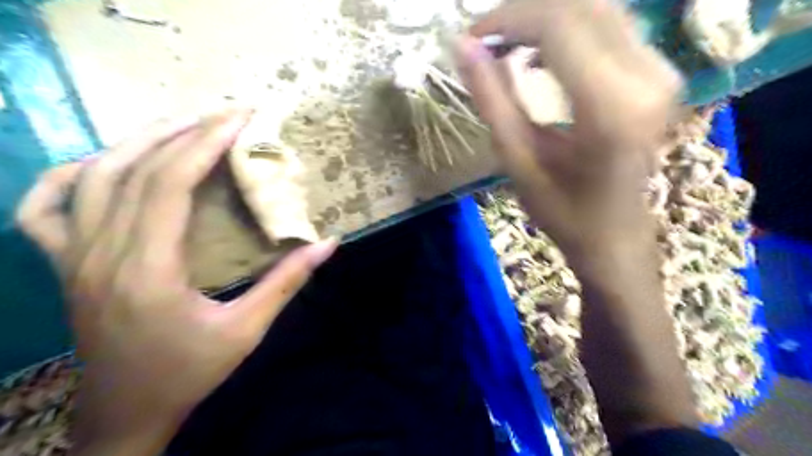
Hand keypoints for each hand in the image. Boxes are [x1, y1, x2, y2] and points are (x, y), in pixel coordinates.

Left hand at [15, 109, 339, 454]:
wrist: (125, 414)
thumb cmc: (189, 372)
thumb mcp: (247, 330)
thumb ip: (288, 282)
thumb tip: (328, 244)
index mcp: (148, 270)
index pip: (170, 184)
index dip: (205, 143)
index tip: (239, 118)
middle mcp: (101, 254)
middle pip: (133, 169)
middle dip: (183, 130)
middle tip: (224, 114)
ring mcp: (71, 257)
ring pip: (92, 176)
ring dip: (139, 141)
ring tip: (182, 125)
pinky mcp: (62, 265)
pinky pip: (45, 206)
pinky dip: (70, 173)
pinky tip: (102, 162)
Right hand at [453, 0, 679, 261]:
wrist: (615, 236)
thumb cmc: (562, 211)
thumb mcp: (517, 159)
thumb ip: (491, 100)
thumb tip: (463, 47)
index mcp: (609, 108)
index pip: (558, 25)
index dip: (508, 19)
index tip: (471, 37)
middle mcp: (647, 78)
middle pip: (582, 4)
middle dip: (524, 13)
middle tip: (485, 40)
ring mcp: (660, 72)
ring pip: (598, 8)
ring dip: (545, 19)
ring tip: (506, 46)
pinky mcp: (659, 74)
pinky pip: (611, 26)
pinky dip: (568, 29)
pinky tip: (540, 54)